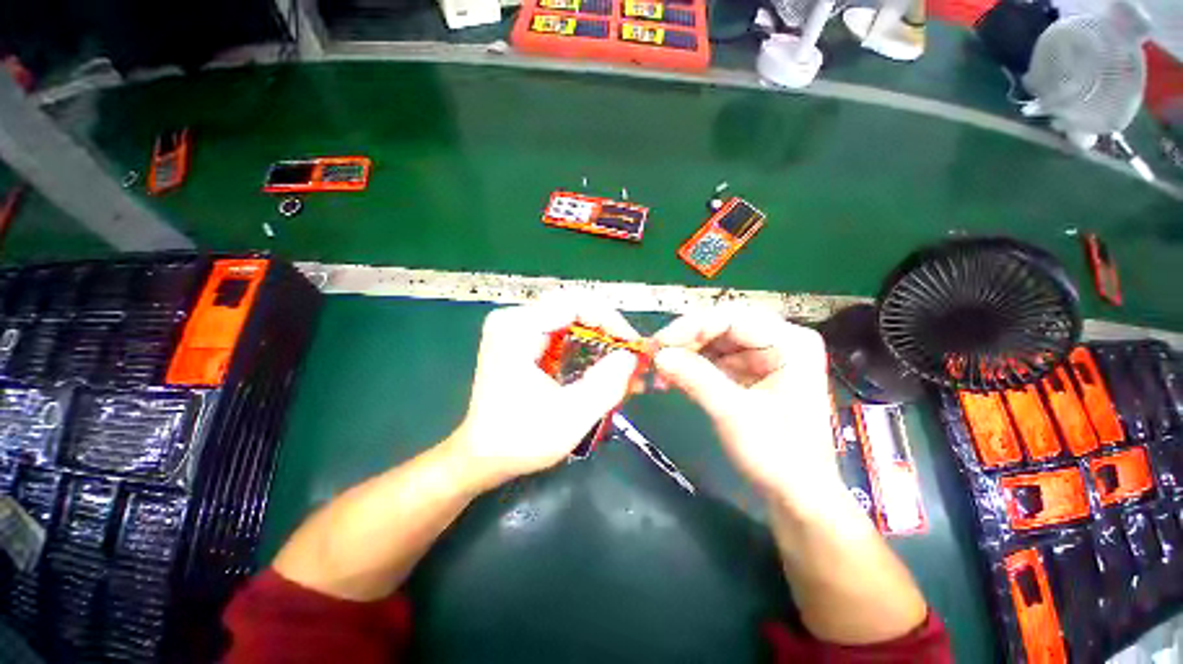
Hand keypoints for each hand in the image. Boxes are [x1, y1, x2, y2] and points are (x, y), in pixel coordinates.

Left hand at [447, 299, 639, 490]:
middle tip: (629, 354)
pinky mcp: (522, 341)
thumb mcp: (571, 416)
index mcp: (518, 329)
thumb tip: (631, 356)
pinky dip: (586, 348)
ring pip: (571, 320)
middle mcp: (514, 320)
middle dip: (607, 330)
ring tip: (622, 364)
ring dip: (599, 340)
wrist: (481, 456)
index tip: (631, 345)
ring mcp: (517, 329)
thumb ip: (606, 384)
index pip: (574, 303)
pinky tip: (602, 368)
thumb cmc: (520, 440)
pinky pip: (563, 334)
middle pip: (574, 308)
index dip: (610, 319)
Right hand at [654, 304, 843, 513]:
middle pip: (721, 327)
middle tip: (653, 357)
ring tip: (658, 372)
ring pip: (713, 342)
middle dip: (685, 342)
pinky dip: (691, 368)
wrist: (796, 496)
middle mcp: (778, 341)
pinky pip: (714, 360)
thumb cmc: (778, 456)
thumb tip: (658, 355)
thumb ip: (695, 379)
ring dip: (684, 355)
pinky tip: (671, 378)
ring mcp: (763, 356)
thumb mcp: (734, 414)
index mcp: (789, 342)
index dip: (690, 327)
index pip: (732, 318)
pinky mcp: (750, 373)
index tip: (659, 344)